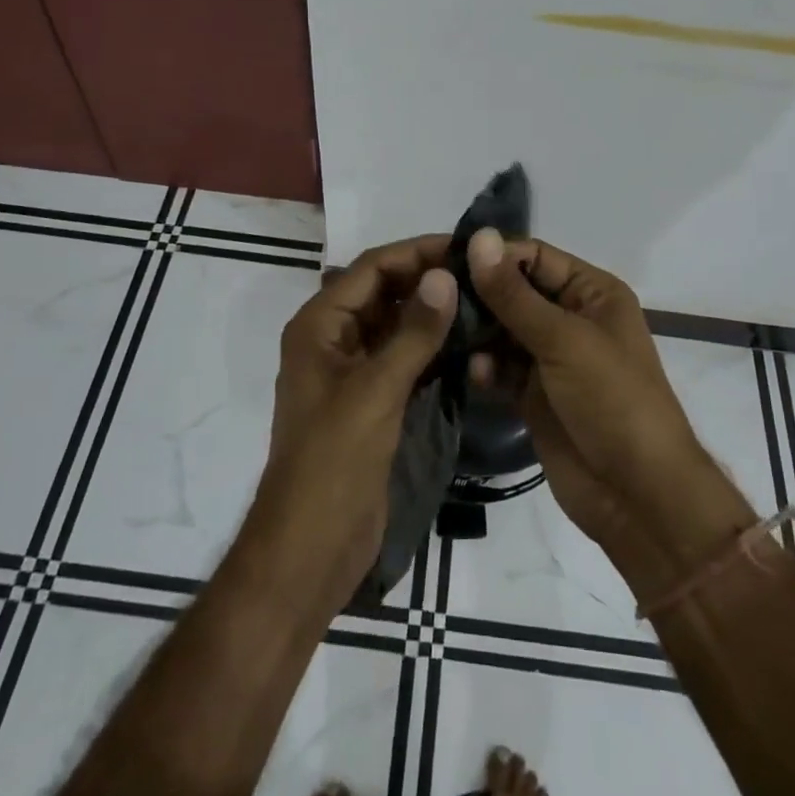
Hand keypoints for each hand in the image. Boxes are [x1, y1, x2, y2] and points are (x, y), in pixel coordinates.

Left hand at [248, 236, 456, 609]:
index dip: (416, 252)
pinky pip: (404, 360)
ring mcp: (353, 372)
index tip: (464, 246)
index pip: (371, 269)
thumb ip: (413, 333)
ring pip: (396, 326)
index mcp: (320, 326)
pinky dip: (432, 348)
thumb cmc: (333, 462)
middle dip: (427, 280)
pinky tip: (469, 343)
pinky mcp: (372, 402)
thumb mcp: (376, 391)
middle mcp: (334, 340)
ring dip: (432, 313)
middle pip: (384, 293)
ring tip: (483, 300)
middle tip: (481, 272)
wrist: (311, 549)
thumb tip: (445, 275)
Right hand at [467, 230, 753, 577]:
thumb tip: (479, 236)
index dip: (495, 255)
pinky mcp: (534, 395)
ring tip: (443, 332)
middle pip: (515, 292)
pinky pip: (501, 369)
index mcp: (593, 293)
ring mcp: (552, 359)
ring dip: (477, 332)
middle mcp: (572, 318)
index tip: (446, 260)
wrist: (637, 496)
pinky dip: (485, 368)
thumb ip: (514, 294)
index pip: (535, 256)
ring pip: (503, 331)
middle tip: (433, 296)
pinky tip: (472, 372)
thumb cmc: (612, 400)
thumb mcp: (563, 339)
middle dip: (479, 294)